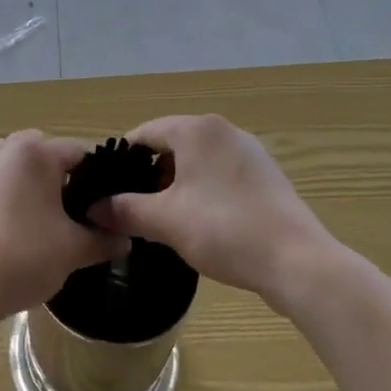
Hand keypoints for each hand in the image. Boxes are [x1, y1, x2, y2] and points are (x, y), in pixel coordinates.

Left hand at [0, 131, 129, 323]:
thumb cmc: (23, 256)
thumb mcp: (73, 250)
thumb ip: (103, 240)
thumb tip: (125, 239)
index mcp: (35, 153)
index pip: (79, 153)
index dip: (99, 178)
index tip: (108, 204)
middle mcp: (3, 150)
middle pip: (43, 155)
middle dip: (60, 178)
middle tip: (75, 215)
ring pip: (12, 168)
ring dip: (27, 185)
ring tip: (40, 222)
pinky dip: (1, 199)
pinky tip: (7, 232)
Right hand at [93, 115, 333, 307]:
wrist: (297, 261)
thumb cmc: (224, 230)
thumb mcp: (165, 221)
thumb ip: (125, 209)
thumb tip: (93, 207)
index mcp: (197, 130)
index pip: (145, 133)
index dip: (122, 159)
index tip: (107, 187)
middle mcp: (223, 130)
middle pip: (172, 143)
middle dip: (150, 173)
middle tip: (133, 206)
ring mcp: (249, 151)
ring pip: (198, 160)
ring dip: (176, 183)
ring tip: (163, 217)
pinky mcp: (266, 175)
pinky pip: (221, 173)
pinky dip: (203, 189)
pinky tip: (201, 221)